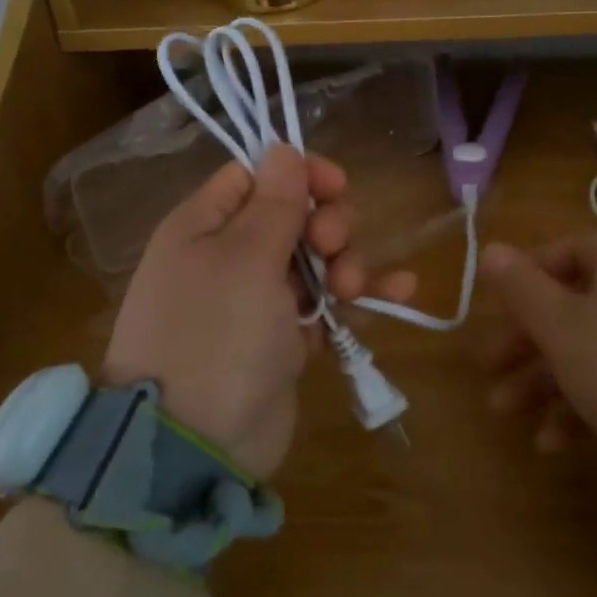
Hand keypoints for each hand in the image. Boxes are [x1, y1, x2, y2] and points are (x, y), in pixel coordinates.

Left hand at [103, 145, 413, 480]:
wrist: (194, 447)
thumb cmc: (215, 334)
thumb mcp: (244, 258)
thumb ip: (273, 203)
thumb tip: (283, 149)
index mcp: (205, 226)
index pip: (257, 176)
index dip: (300, 175)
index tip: (336, 186)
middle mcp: (229, 257)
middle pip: (293, 216)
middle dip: (326, 224)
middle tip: (332, 247)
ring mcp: (257, 301)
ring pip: (316, 261)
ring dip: (346, 263)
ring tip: (352, 288)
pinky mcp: (283, 340)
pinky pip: (326, 305)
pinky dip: (360, 298)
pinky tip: (402, 291)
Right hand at [479, 231, 596, 474]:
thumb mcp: (560, 328)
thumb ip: (520, 287)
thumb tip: (490, 248)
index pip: (561, 252)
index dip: (522, 283)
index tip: (495, 317)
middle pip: (574, 304)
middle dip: (527, 345)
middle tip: (491, 376)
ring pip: (596, 344)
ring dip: (549, 380)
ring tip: (512, 418)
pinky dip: (591, 399)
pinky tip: (558, 443)